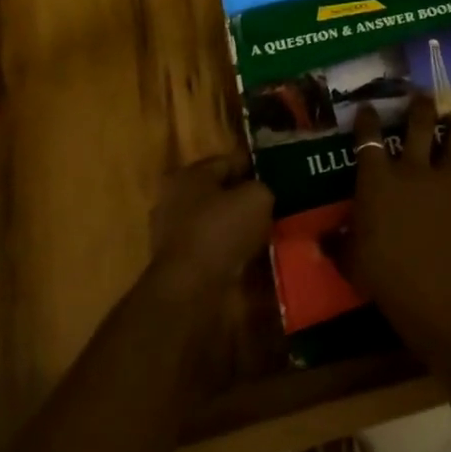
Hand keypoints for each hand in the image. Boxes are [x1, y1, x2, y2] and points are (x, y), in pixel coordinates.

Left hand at [148, 157, 272, 298]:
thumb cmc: (221, 231)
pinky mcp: (177, 262)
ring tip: (267, 233)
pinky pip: (211, 247)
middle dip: (245, 199)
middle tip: (275, 206)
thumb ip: (263, 187)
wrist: (191, 289)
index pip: (229, 161)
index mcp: (189, 174)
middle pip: (220, 193)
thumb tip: (264, 193)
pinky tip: (250, 256)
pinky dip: (229, 250)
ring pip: (215, 221)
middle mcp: (174, 198)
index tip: (279, 177)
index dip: (256, 167)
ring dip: (238, 227)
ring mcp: (171, 233)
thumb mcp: (257, 198)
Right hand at [331, 95, 450, 339]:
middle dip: (420, 109)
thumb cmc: (381, 271)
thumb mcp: (349, 259)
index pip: (368, 140)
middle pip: (419, 130)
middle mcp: (413, 174)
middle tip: (423, 93)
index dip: (367, 121)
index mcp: (378, 179)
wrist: (433, 291)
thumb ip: (338, 244)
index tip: (367, 106)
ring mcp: (446, 190)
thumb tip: (324, 238)